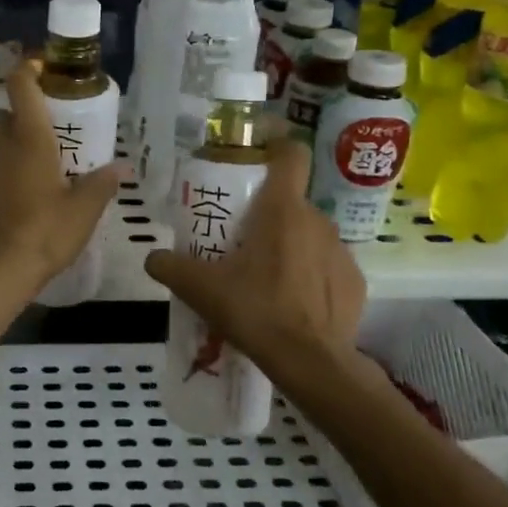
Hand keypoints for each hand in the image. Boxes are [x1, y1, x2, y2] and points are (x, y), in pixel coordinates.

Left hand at [0, 67, 125, 288]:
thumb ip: (102, 184)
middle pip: (2, 117)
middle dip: (18, 121)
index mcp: (31, 139)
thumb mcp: (85, 210)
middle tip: (41, 141)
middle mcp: (0, 146)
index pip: (21, 86)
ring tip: (27, 175)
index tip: (41, 72)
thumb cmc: (47, 231)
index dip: (28, 71)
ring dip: (4, 151)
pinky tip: (8, 205)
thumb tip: (121, 167)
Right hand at [144, 140, 366, 380]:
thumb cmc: (256, 310)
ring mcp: (341, 251)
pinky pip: (326, 266)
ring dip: (288, 246)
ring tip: (264, 279)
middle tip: (240, 241)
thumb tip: (152, 258)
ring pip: (309, 234)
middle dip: (266, 214)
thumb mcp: (200, 289)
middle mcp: (317, 220)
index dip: (275, 144)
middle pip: (290, 201)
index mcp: (281, 210)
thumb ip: (170, 266)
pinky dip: (309, 276)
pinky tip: (291, 304)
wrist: (311, 362)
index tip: (256, 152)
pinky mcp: (355, 282)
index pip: (290, 153)